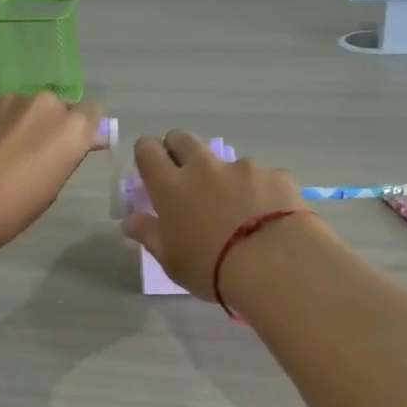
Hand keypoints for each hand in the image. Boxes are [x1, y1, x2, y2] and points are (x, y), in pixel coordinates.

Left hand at [0, 93, 104, 257]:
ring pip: (24, 107)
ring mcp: (6, 101)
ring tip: (1, 154)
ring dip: (20, 123)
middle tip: (34, 155)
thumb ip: (68, 156)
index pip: (93, 113)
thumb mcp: (53, 188)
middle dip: (50, 125)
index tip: (73, 148)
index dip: (84, 130)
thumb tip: (79, 142)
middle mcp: (43, 104)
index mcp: (70, 128)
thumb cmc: (11, 211)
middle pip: (57, 107)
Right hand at [121, 131, 310, 300]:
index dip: (147, 153)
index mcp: (171, 186)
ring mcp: (243, 168)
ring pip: (225, 161)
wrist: (274, 264)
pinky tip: (269, 218)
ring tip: (238, 210)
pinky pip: (261, 178)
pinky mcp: (275, 175)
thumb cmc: (211, 268)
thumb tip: (130, 220)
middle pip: (183, 139)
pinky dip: (260, 192)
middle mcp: (204, 167)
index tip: (152, 168)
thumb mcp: (172, 260)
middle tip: (186, 178)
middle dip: (179, 150)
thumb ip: (149, 234)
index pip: (148, 150)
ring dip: (224, 177)